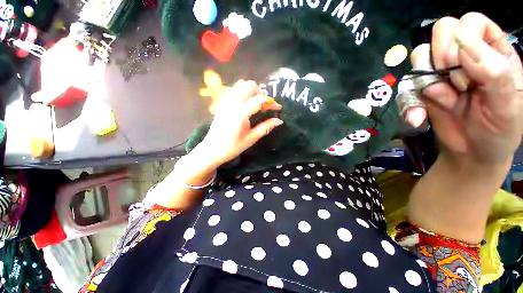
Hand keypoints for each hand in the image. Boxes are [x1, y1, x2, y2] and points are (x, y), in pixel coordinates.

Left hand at [196, 80, 282, 168]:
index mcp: (240, 113)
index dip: (271, 102)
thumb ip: (265, 127)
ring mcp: (225, 101)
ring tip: (255, 103)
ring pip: (240, 84)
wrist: (212, 150)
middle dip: (261, 93)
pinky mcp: (222, 103)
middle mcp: (232, 103)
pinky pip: (233, 90)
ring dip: (251, 91)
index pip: (260, 100)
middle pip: (249, 85)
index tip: (278, 108)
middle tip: (264, 106)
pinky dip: (242, 92)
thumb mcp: (251, 138)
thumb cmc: (232, 147)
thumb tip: (279, 121)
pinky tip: (245, 104)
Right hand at [411, 13, 522, 167]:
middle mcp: (465, 54)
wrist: (473, 152)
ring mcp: (441, 71)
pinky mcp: (422, 89)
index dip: (464, 44)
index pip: (469, 23)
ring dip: (425, 81)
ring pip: (419, 55)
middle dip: (442, 59)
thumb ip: (496, 73)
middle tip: (456, 85)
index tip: (468, 75)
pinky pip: (406, 86)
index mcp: (492, 50)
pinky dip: (408, 103)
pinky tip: (418, 118)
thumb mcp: (507, 105)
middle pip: (441, 31)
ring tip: (444, 102)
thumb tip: (464, 47)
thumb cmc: (499, 129)